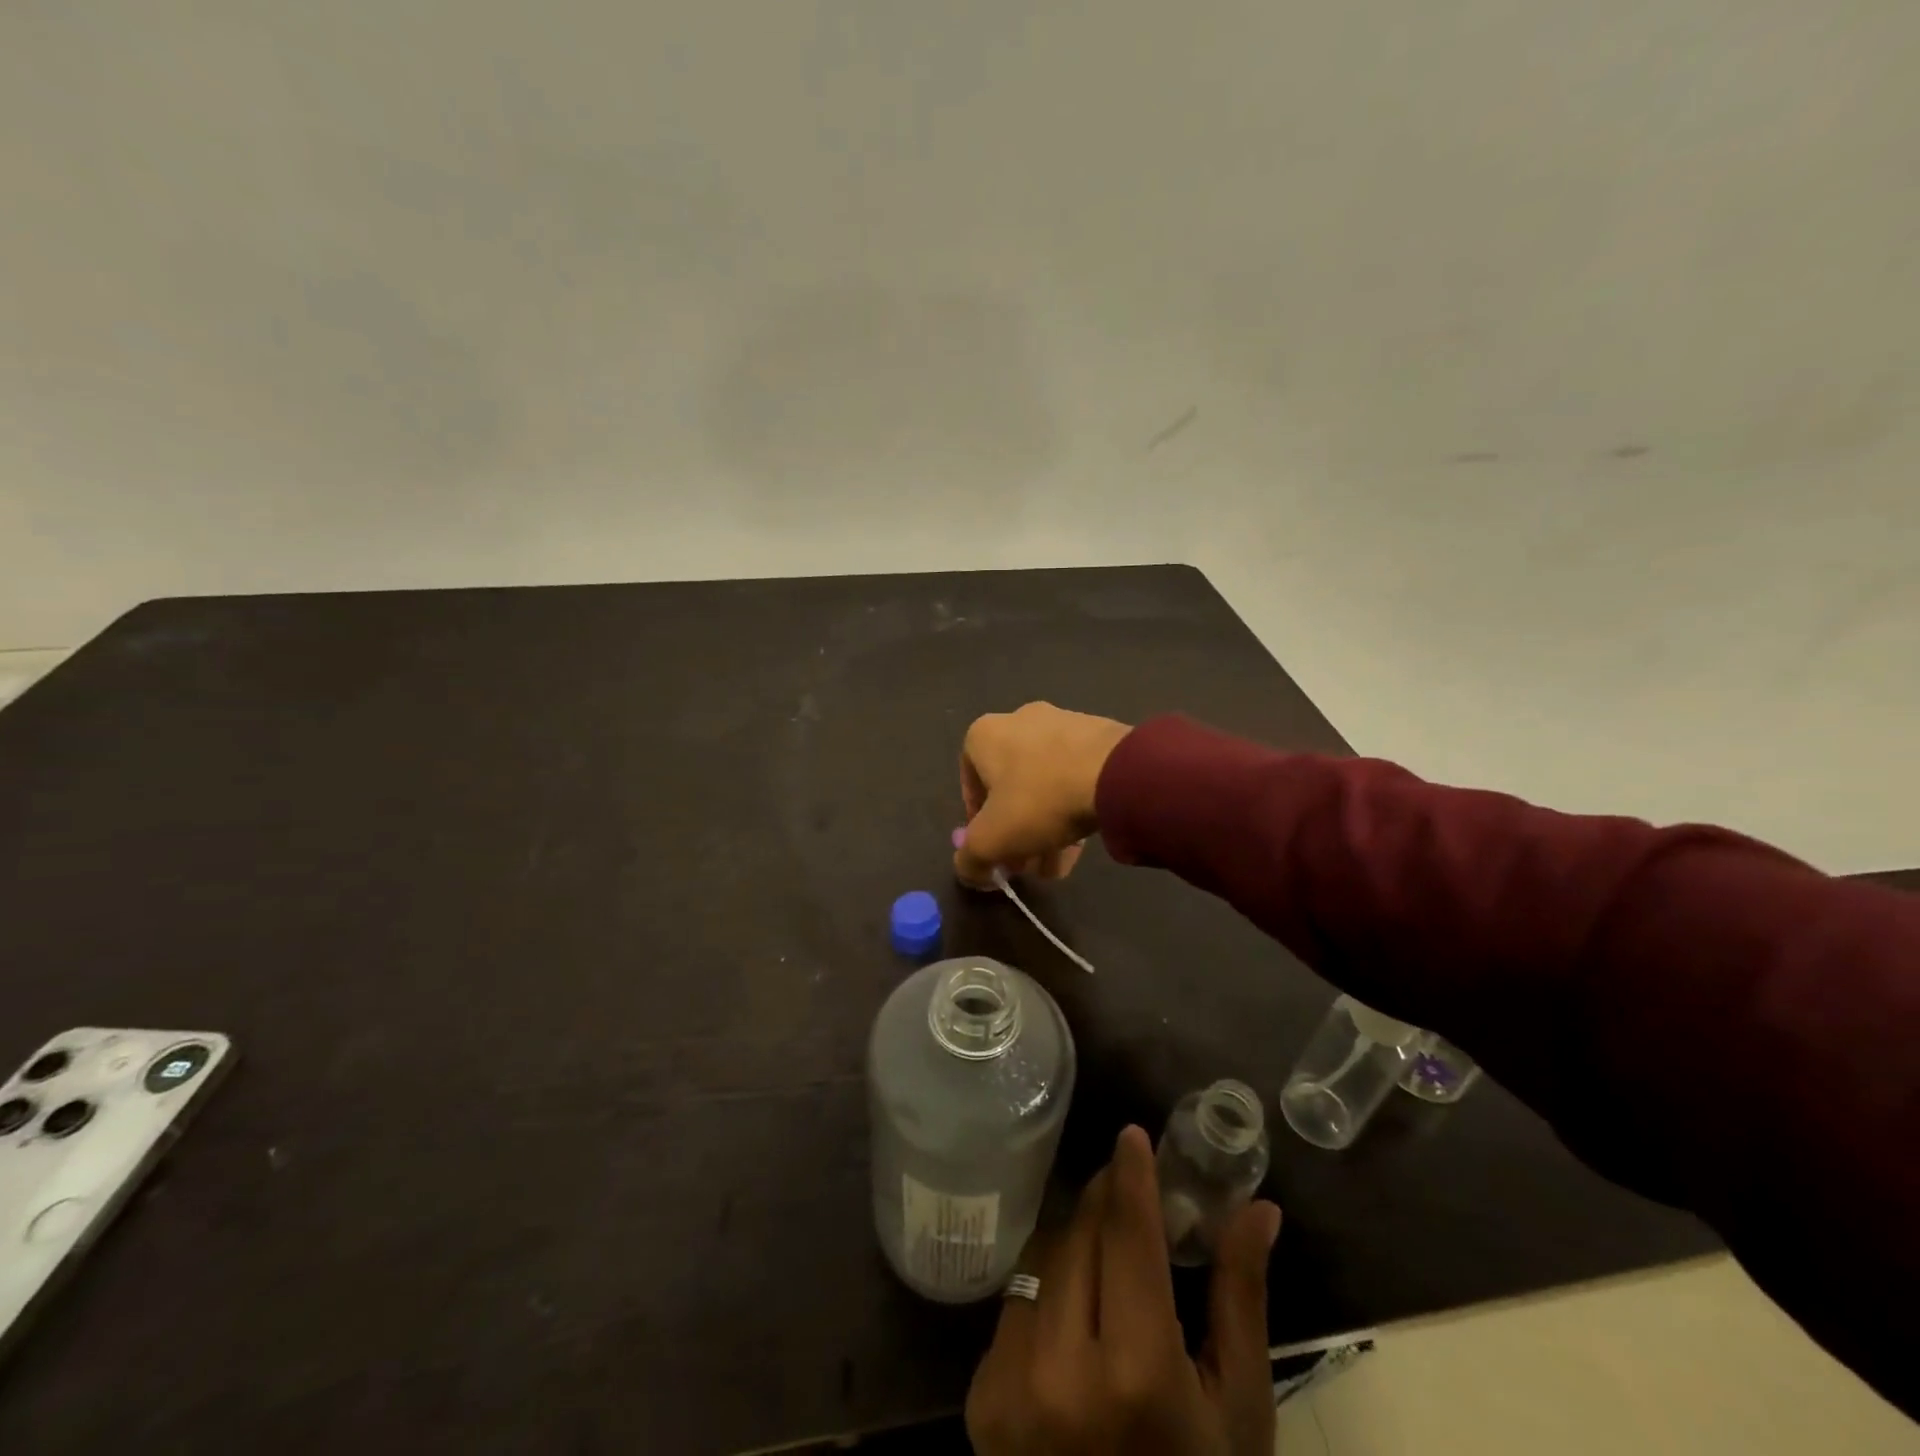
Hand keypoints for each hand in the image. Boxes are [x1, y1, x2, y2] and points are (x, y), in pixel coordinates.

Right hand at [956, 703, 1133, 887]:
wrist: (1117, 773)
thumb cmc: (1039, 800)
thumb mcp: (991, 841)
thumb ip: (970, 860)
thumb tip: (969, 871)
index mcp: (985, 735)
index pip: (970, 787)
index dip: (979, 826)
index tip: (996, 852)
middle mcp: (1019, 720)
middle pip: (1010, 789)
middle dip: (1017, 833)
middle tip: (1029, 865)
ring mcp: (1062, 723)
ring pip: (1044, 786)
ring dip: (1046, 828)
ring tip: (1060, 864)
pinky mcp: (1099, 735)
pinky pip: (1075, 776)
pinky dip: (1073, 807)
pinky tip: (1084, 842)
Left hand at [965, 1127, 1281, 1455]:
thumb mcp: (1238, 1409)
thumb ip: (1240, 1298)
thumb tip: (1258, 1209)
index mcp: (1136, 1375)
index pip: (1126, 1235)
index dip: (1130, 1177)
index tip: (1132, 1135)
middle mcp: (1061, 1371)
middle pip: (1080, 1237)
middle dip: (1105, 1200)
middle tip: (1128, 1188)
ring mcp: (1011, 1384)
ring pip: (1044, 1260)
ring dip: (1075, 1239)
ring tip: (1106, 1248)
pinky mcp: (981, 1398)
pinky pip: (1018, 1303)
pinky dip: (1048, 1286)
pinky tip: (1075, 1305)